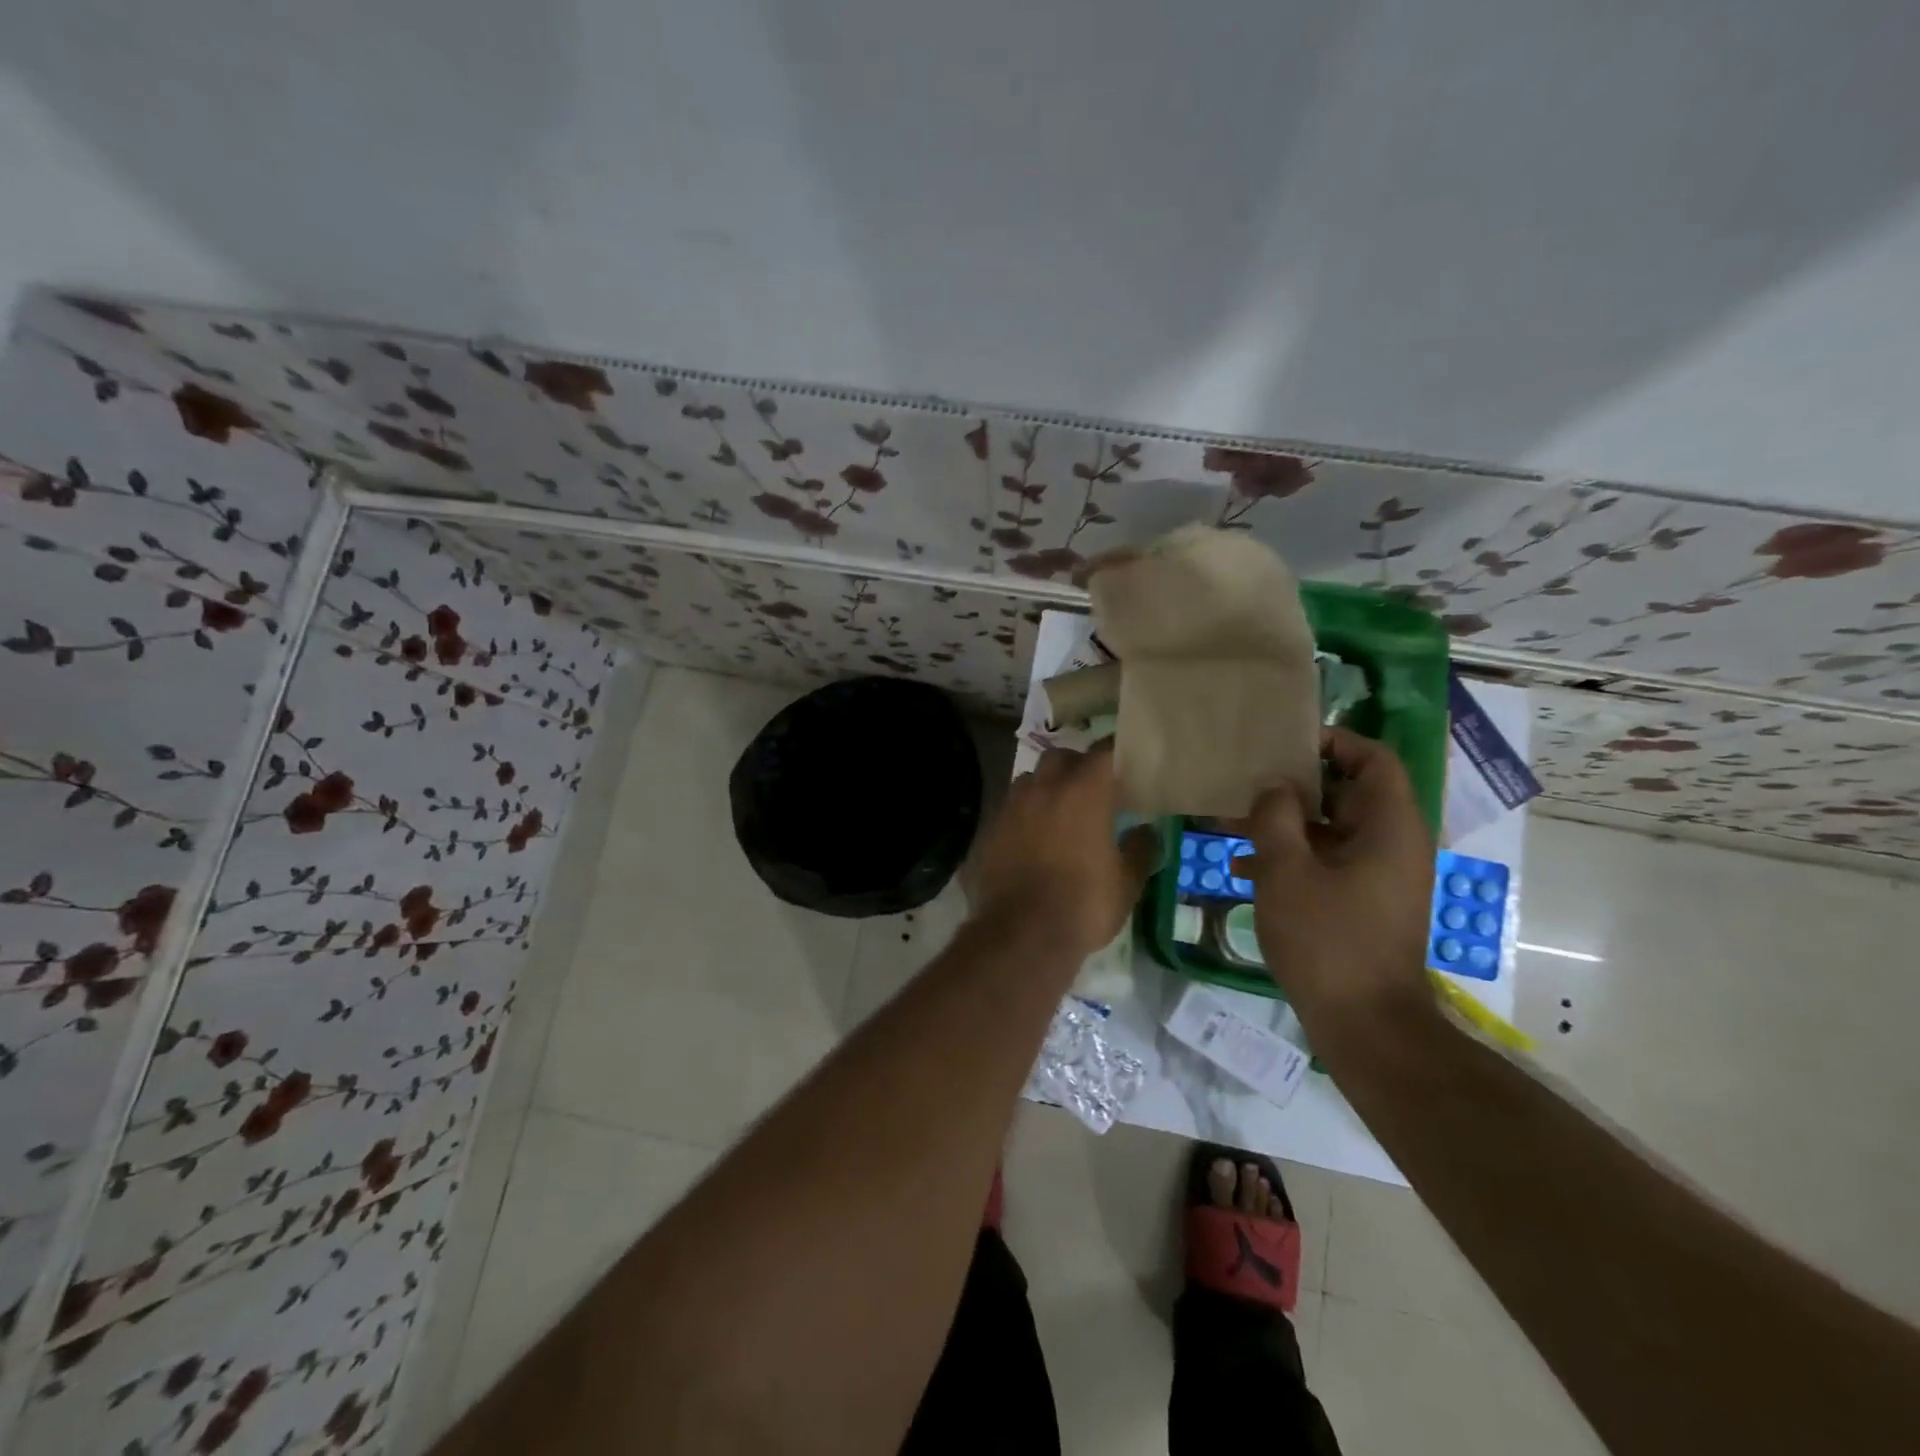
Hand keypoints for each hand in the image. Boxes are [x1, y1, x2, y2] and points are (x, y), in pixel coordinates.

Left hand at [966, 742, 1158, 964]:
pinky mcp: (991, 828)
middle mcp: (1045, 788)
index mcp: (1084, 791)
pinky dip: (1025, 814)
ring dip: (1046, 786)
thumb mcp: (1127, 882)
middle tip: (1092, 788)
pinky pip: (1011, 808)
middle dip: (1077, 765)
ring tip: (1059, 811)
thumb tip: (1146, 832)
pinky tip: (1033, 838)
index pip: (1104, 752)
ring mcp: (1013, 806)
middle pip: (1061, 756)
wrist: (1022, 934)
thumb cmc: (1084, 904)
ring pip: (1031, 779)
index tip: (1128, 758)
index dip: (1117, 751)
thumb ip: (1140, 849)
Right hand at [1229, 727, 1436, 1051]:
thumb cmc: (1328, 940)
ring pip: (1330, 831)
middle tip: (1245, 784)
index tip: (1285, 744)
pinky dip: (1291, 858)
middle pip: (1346, 793)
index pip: (1375, 760)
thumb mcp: (1286, 871)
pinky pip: (1327, 863)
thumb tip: (1275, 787)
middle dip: (1292, 787)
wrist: (1366, 1026)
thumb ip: (1275, 817)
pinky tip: (1243, 868)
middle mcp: (1392, 845)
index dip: (1335, 742)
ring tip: (1228, 826)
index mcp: (1390, 828)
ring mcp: (1378, 877)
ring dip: (1283, 825)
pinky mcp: (1362, 904)